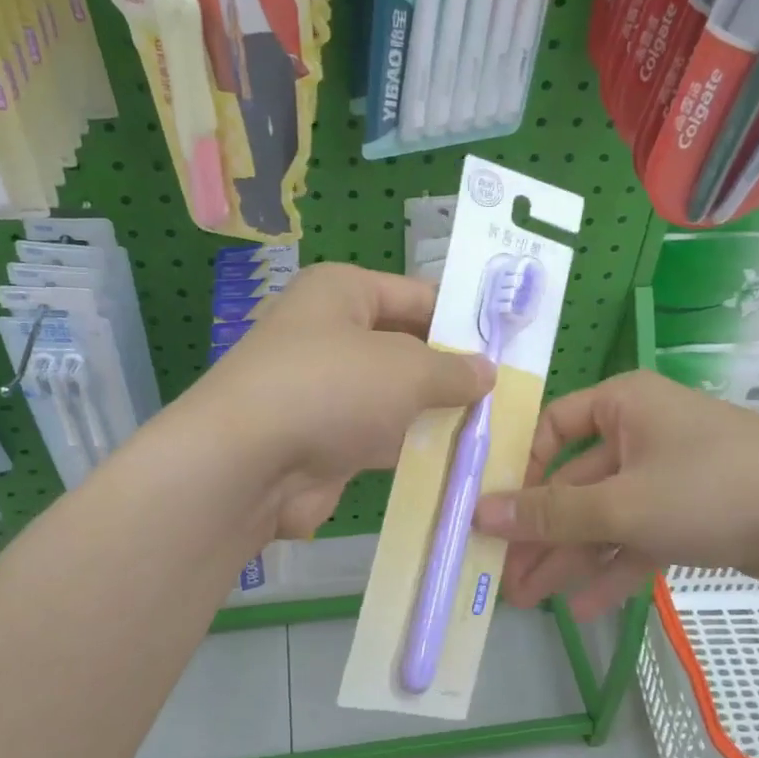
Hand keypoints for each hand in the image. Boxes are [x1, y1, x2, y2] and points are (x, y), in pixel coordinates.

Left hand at [184, 264, 494, 538]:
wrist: (249, 465)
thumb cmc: (332, 388)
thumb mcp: (407, 369)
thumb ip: (454, 369)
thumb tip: (486, 372)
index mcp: (342, 292)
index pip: (417, 295)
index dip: (463, 317)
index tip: (509, 343)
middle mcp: (330, 334)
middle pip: (407, 347)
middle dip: (453, 370)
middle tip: (509, 390)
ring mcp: (326, 390)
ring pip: (395, 397)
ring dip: (436, 413)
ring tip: (495, 425)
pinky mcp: (325, 439)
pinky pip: (380, 437)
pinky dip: (411, 447)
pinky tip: (457, 458)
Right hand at [472, 371, 758, 616]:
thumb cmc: (714, 490)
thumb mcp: (623, 505)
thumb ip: (551, 514)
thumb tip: (480, 512)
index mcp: (624, 404)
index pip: (552, 427)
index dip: (521, 470)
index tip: (496, 513)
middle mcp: (644, 431)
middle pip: (577, 482)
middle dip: (544, 533)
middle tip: (506, 577)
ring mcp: (672, 474)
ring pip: (608, 516)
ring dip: (572, 558)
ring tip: (532, 601)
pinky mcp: (696, 513)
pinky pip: (642, 536)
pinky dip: (616, 568)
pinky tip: (585, 608)